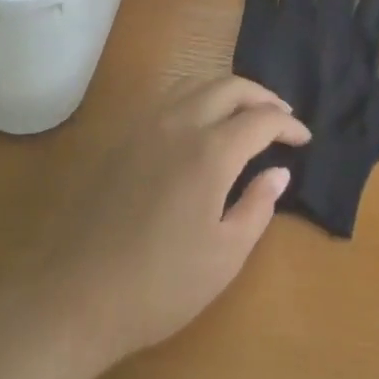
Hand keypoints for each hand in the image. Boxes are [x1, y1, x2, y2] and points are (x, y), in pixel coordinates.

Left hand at [18, 77, 309, 366]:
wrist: (75, 296)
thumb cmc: (159, 286)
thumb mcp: (225, 257)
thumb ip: (258, 207)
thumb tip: (279, 171)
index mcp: (210, 152)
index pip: (261, 119)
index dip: (288, 125)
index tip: (303, 139)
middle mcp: (180, 123)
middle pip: (230, 87)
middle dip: (263, 96)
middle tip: (282, 115)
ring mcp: (146, 125)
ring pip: (197, 82)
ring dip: (229, 89)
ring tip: (245, 111)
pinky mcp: (122, 136)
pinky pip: (169, 97)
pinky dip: (198, 96)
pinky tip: (201, 122)